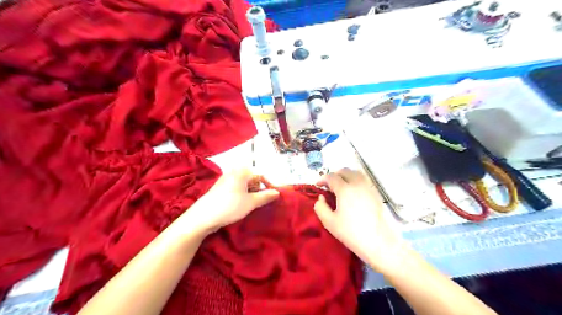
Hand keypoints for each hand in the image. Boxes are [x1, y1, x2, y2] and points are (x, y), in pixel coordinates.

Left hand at [183, 169, 279, 234]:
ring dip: (250, 192)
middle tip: (259, 201)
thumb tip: (277, 192)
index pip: (261, 175)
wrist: (203, 216)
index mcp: (242, 171)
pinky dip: (242, 193)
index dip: (269, 185)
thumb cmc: (230, 206)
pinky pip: (236, 187)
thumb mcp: (251, 202)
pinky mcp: (221, 186)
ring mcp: (226, 178)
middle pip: (253, 178)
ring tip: (249, 204)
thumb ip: (266, 196)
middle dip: (258, 189)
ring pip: (244, 183)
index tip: (273, 197)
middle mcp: (234, 171)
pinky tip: (240, 204)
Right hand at [316, 168, 403, 268]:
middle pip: (345, 171)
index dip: (322, 179)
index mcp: (345, 189)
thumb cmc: (351, 233)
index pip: (331, 177)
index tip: (318, 185)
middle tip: (329, 185)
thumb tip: (321, 198)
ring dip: (346, 176)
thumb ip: (320, 207)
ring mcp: (369, 187)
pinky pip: (364, 180)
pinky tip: (353, 192)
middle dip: (334, 175)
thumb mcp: (329, 222)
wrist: (379, 242)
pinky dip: (356, 180)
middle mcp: (357, 184)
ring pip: (356, 173)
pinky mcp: (376, 193)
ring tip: (341, 186)